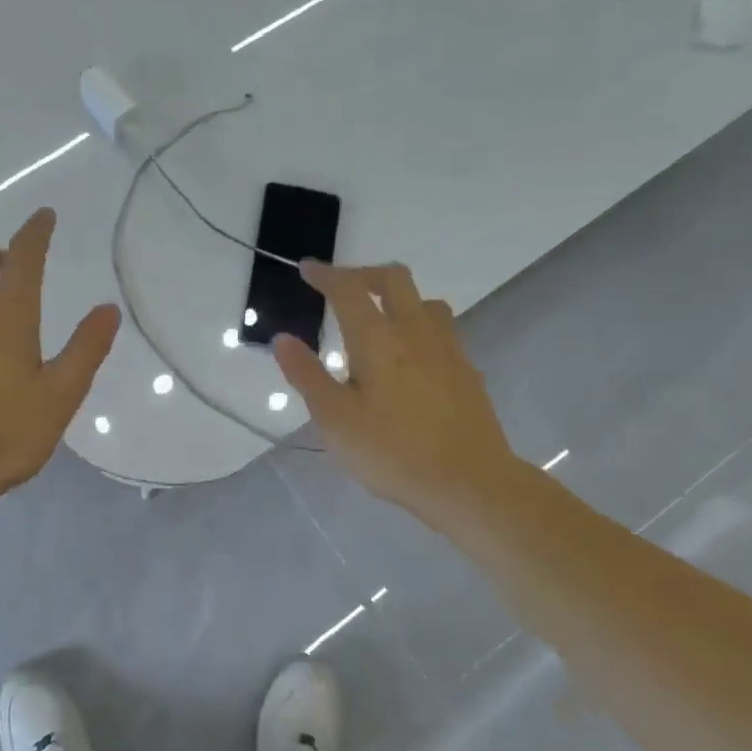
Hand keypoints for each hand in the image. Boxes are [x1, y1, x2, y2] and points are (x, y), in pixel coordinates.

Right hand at [272, 261, 529, 535]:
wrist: (468, 481)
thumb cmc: (392, 452)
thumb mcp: (335, 420)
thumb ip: (307, 375)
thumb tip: (282, 339)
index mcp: (377, 339)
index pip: (348, 290)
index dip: (325, 275)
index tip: (307, 269)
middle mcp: (414, 331)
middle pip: (393, 279)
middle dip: (364, 274)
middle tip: (342, 288)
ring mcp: (447, 348)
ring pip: (424, 301)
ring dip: (397, 298)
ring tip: (379, 320)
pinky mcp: (466, 369)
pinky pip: (441, 328)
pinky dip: (419, 324)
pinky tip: (412, 355)